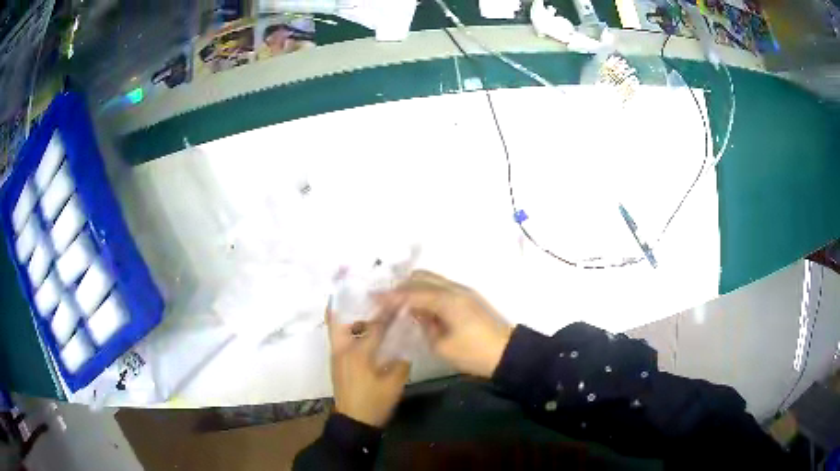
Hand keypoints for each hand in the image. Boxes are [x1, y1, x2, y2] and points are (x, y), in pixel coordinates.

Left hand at [327, 308, 410, 427]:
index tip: (397, 301)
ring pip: (337, 329)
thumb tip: (405, 343)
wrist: (354, 421)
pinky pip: (339, 339)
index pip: (374, 326)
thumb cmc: (374, 402)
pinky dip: (348, 331)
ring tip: (368, 312)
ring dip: (350, 318)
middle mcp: (342, 350)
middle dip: (350, 305)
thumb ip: (401, 360)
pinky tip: (364, 333)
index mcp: (357, 353)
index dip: (387, 314)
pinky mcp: (336, 363)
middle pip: (338, 320)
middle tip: (367, 297)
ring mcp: (336, 356)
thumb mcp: (394, 383)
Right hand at [376, 271, 513, 378]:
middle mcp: (454, 289)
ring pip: (432, 280)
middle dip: (401, 286)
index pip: (412, 293)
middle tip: (386, 300)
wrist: (508, 353)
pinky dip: (425, 292)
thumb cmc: (474, 353)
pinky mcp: (468, 298)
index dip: (391, 296)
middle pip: (422, 277)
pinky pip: (440, 287)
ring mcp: (463, 292)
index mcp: (447, 300)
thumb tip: (415, 314)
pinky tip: (418, 306)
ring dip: (414, 287)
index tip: (373, 298)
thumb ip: (424, 326)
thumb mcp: (442, 346)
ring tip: (399, 302)